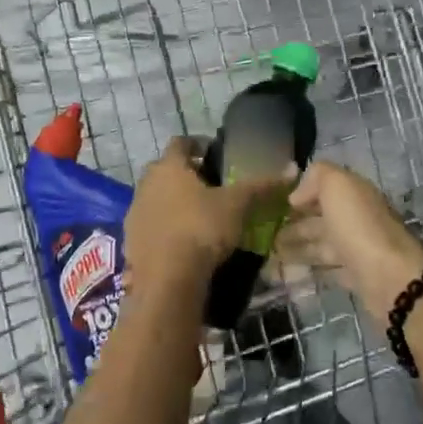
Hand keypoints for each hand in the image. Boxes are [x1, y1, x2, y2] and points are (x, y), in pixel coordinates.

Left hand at [123, 138, 293, 302]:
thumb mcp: (237, 205)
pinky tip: (183, 243)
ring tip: (198, 216)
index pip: (180, 143)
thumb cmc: (201, 229)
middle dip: (185, 175)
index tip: (214, 154)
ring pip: (156, 199)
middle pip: (165, 171)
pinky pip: (150, 226)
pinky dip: (165, 229)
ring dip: (173, 202)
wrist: (167, 280)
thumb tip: (292, 170)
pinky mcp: (130, 242)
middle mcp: (146, 184)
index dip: (198, 145)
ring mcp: (135, 214)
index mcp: (169, 167)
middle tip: (210, 187)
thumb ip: (262, 186)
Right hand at [279, 161, 422, 324]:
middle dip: (294, 224)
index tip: (275, 204)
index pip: (326, 189)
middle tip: (265, 235)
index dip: (302, 193)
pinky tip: (289, 273)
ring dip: (297, 247)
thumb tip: (298, 195)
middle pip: (321, 219)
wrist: (389, 277)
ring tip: (270, 254)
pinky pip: (327, 270)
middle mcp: (357, 219)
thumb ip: (317, 176)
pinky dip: (309, 269)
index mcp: (355, 194)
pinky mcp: (356, 277)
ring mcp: (358, 249)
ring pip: (322, 245)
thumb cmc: (359, 226)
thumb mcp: (337, 185)